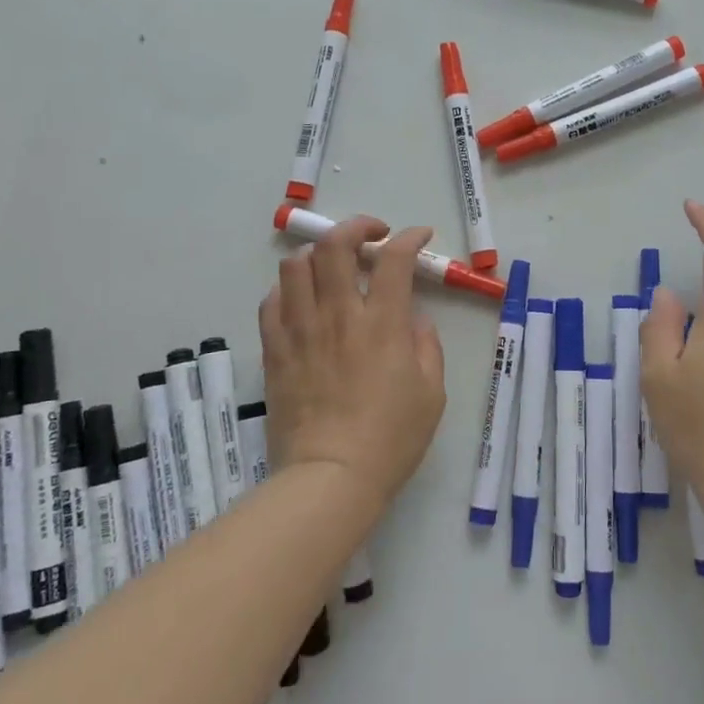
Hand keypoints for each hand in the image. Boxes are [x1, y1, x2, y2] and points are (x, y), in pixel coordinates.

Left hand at [259, 216, 447, 511]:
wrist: (330, 478)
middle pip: (335, 245)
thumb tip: (413, 318)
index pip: (394, 258)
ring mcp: (301, 331)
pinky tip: (302, 301)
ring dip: (318, 255)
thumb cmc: (391, 438)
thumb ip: (426, 345)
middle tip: (370, 236)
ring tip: (332, 267)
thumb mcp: (432, 392)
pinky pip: (271, 302)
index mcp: (382, 324)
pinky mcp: (274, 351)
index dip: (409, 237)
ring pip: (295, 266)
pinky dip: (288, 290)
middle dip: (356, 226)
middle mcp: (338, 315)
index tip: (418, 236)